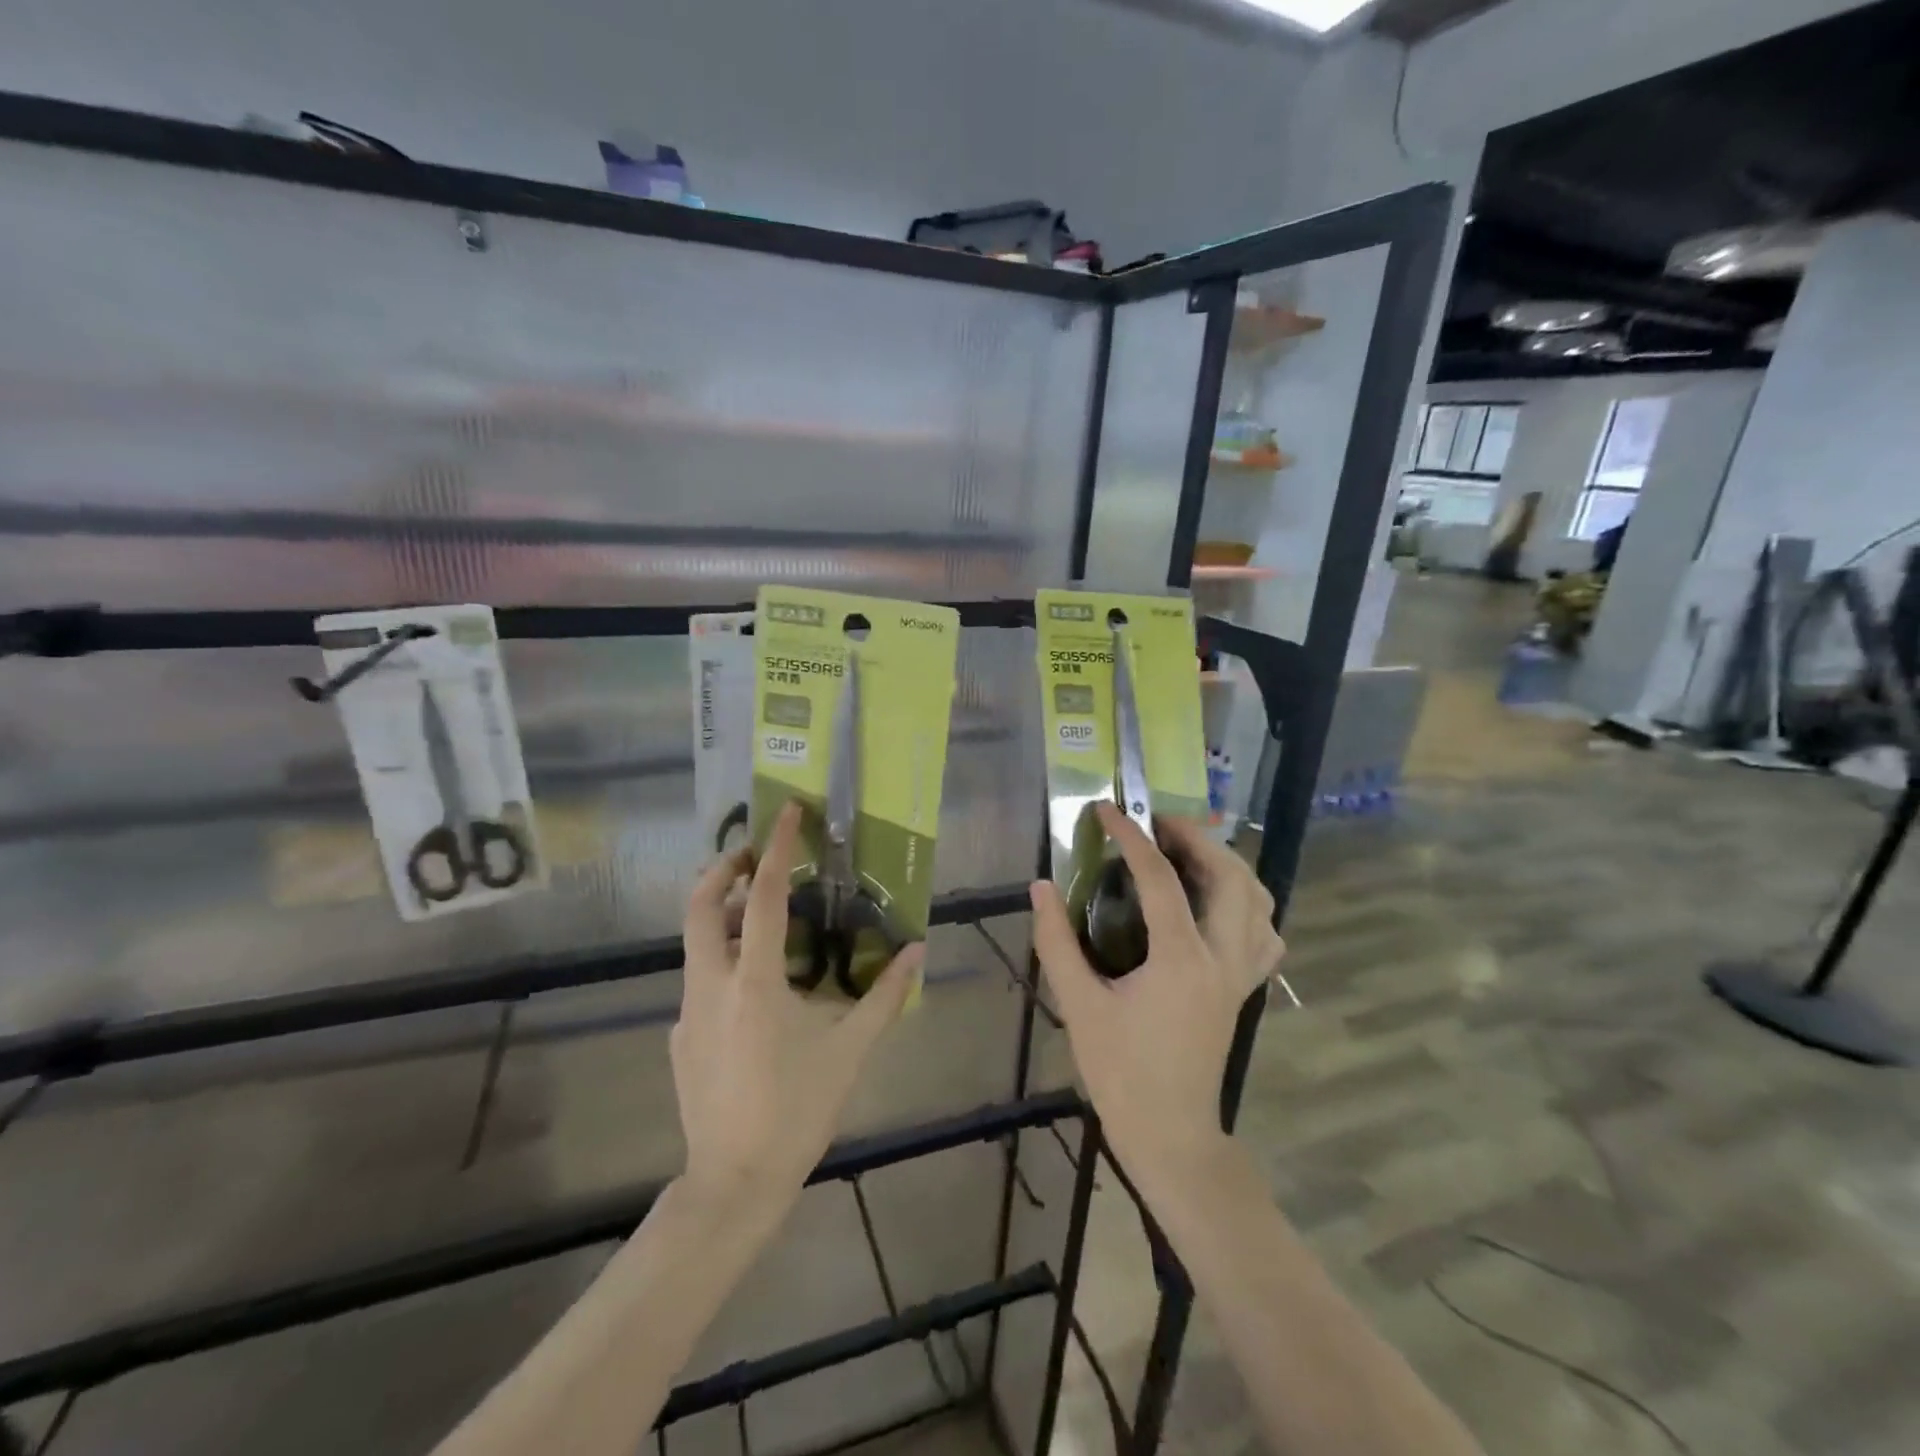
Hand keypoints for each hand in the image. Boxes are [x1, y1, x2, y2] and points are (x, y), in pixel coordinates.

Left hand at [675, 802, 922, 1215]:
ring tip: (758, 918)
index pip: (760, 897)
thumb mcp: (849, 1051)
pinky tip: (754, 989)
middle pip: (699, 906)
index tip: (787, 812)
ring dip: (720, 915)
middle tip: (750, 854)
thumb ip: (885, 996)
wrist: (733, 1183)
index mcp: (754, 982)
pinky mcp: (680, 1037)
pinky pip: (699, 981)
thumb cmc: (797, 1110)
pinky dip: (722, 960)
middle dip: (721, 869)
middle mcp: (711, 986)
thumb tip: (918, 951)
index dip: (774, 849)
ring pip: (694, 943)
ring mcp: (688, 1013)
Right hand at [1030, 805, 1283, 1172]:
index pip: (1160, 879)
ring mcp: (1241, 975)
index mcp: (1181, 960)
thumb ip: (1057, 942)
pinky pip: (1264, 933)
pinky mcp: (1244, 989)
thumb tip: (1041, 887)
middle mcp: (1222, 959)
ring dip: (1228, 864)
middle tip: (1158, 823)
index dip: (1131, 838)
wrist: (1170, 1134)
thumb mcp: (1079, 1005)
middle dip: (1197, 838)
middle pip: (1230, 877)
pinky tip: (1218, 903)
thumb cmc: (1121, 1072)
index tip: (1107, 810)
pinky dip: (1248, 903)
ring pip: (1259, 901)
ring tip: (1189, 851)